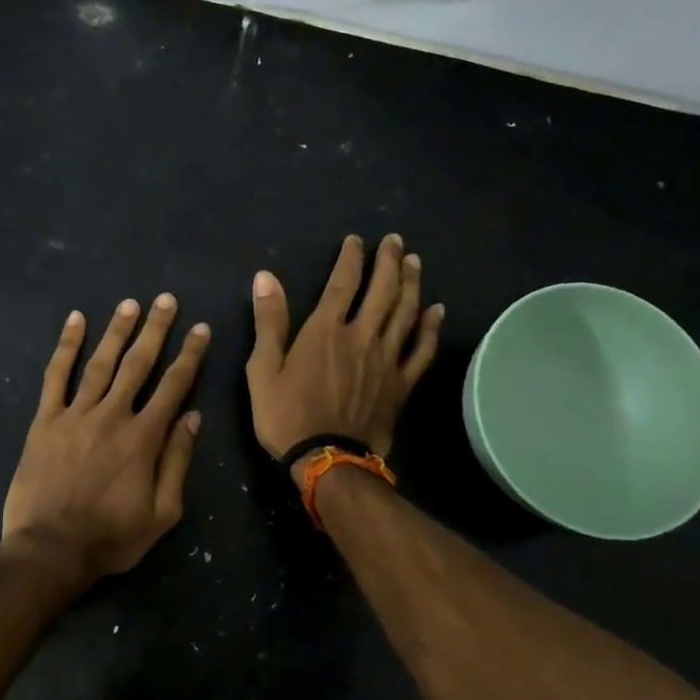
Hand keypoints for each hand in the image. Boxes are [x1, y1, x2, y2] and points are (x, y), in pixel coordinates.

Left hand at [0, 294, 209, 590]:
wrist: (50, 550)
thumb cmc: (111, 537)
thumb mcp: (162, 512)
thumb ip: (177, 462)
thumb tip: (193, 417)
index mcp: (144, 437)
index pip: (173, 386)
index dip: (189, 355)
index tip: (200, 329)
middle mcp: (112, 415)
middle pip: (138, 364)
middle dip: (155, 330)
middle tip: (166, 300)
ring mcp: (75, 414)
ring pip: (100, 363)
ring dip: (117, 331)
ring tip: (129, 304)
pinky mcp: (45, 420)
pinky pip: (56, 376)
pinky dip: (66, 346)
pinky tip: (75, 321)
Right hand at [246, 234, 442, 479]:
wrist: (327, 459)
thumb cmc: (286, 415)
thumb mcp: (263, 368)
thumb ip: (269, 321)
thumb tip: (266, 277)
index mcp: (326, 331)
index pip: (343, 283)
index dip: (351, 258)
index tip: (357, 240)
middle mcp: (361, 336)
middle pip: (382, 291)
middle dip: (390, 262)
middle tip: (396, 241)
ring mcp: (386, 359)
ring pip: (405, 313)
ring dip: (411, 284)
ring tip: (415, 263)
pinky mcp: (401, 383)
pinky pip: (421, 350)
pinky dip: (430, 328)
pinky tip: (436, 311)